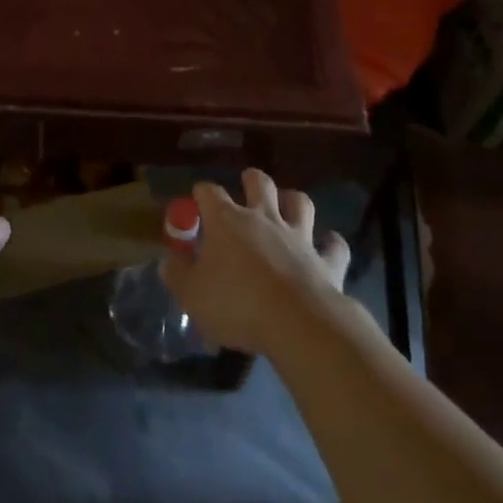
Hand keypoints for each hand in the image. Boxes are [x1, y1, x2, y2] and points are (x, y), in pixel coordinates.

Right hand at [161, 169, 351, 355]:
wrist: (296, 322)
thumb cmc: (236, 304)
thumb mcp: (193, 296)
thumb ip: (178, 276)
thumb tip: (168, 262)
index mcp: (227, 221)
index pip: (209, 192)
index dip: (201, 194)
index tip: (196, 202)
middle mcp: (263, 217)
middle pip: (259, 183)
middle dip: (252, 180)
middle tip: (247, 187)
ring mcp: (298, 236)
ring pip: (300, 202)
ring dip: (293, 202)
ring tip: (288, 207)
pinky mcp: (325, 261)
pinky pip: (334, 246)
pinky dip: (332, 244)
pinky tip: (329, 246)